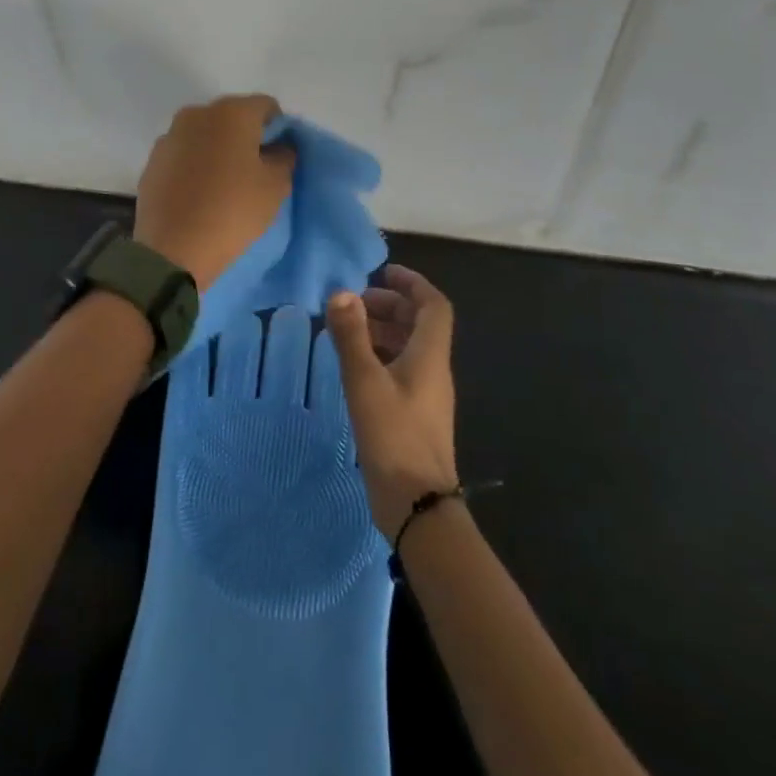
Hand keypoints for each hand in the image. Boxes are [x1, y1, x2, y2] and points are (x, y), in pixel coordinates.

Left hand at [134, 95, 294, 291]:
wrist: (173, 248)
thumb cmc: (233, 211)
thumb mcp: (275, 186)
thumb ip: (283, 157)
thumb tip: (278, 147)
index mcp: (230, 112)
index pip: (266, 106)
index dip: (278, 128)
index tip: (279, 156)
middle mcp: (196, 114)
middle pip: (231, 117)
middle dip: (245, 137)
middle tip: (254, 170)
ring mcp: (169, 137)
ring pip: (204, 135)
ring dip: (217, 150)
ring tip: (224, 185)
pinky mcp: (152, 162)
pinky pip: (183, 155)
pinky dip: (194, 166)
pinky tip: (198, 194)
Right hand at [326, 265, 460, 537]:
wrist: (417, 504)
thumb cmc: (393, 436)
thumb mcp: (365, 381)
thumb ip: (351, 335)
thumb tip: (341, 293)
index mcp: (429, 356)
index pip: (433, 305)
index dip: (411, 283)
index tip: (382, 271)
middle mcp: (433, 370)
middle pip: (419, 324)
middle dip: (389, 305)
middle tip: (353, 303)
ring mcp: (425, 395)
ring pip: (408, 347)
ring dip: (382, 330)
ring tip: (346, 329)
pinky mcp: (414, 415)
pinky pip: (400, 370)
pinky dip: (379, 356)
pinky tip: (353, 366)